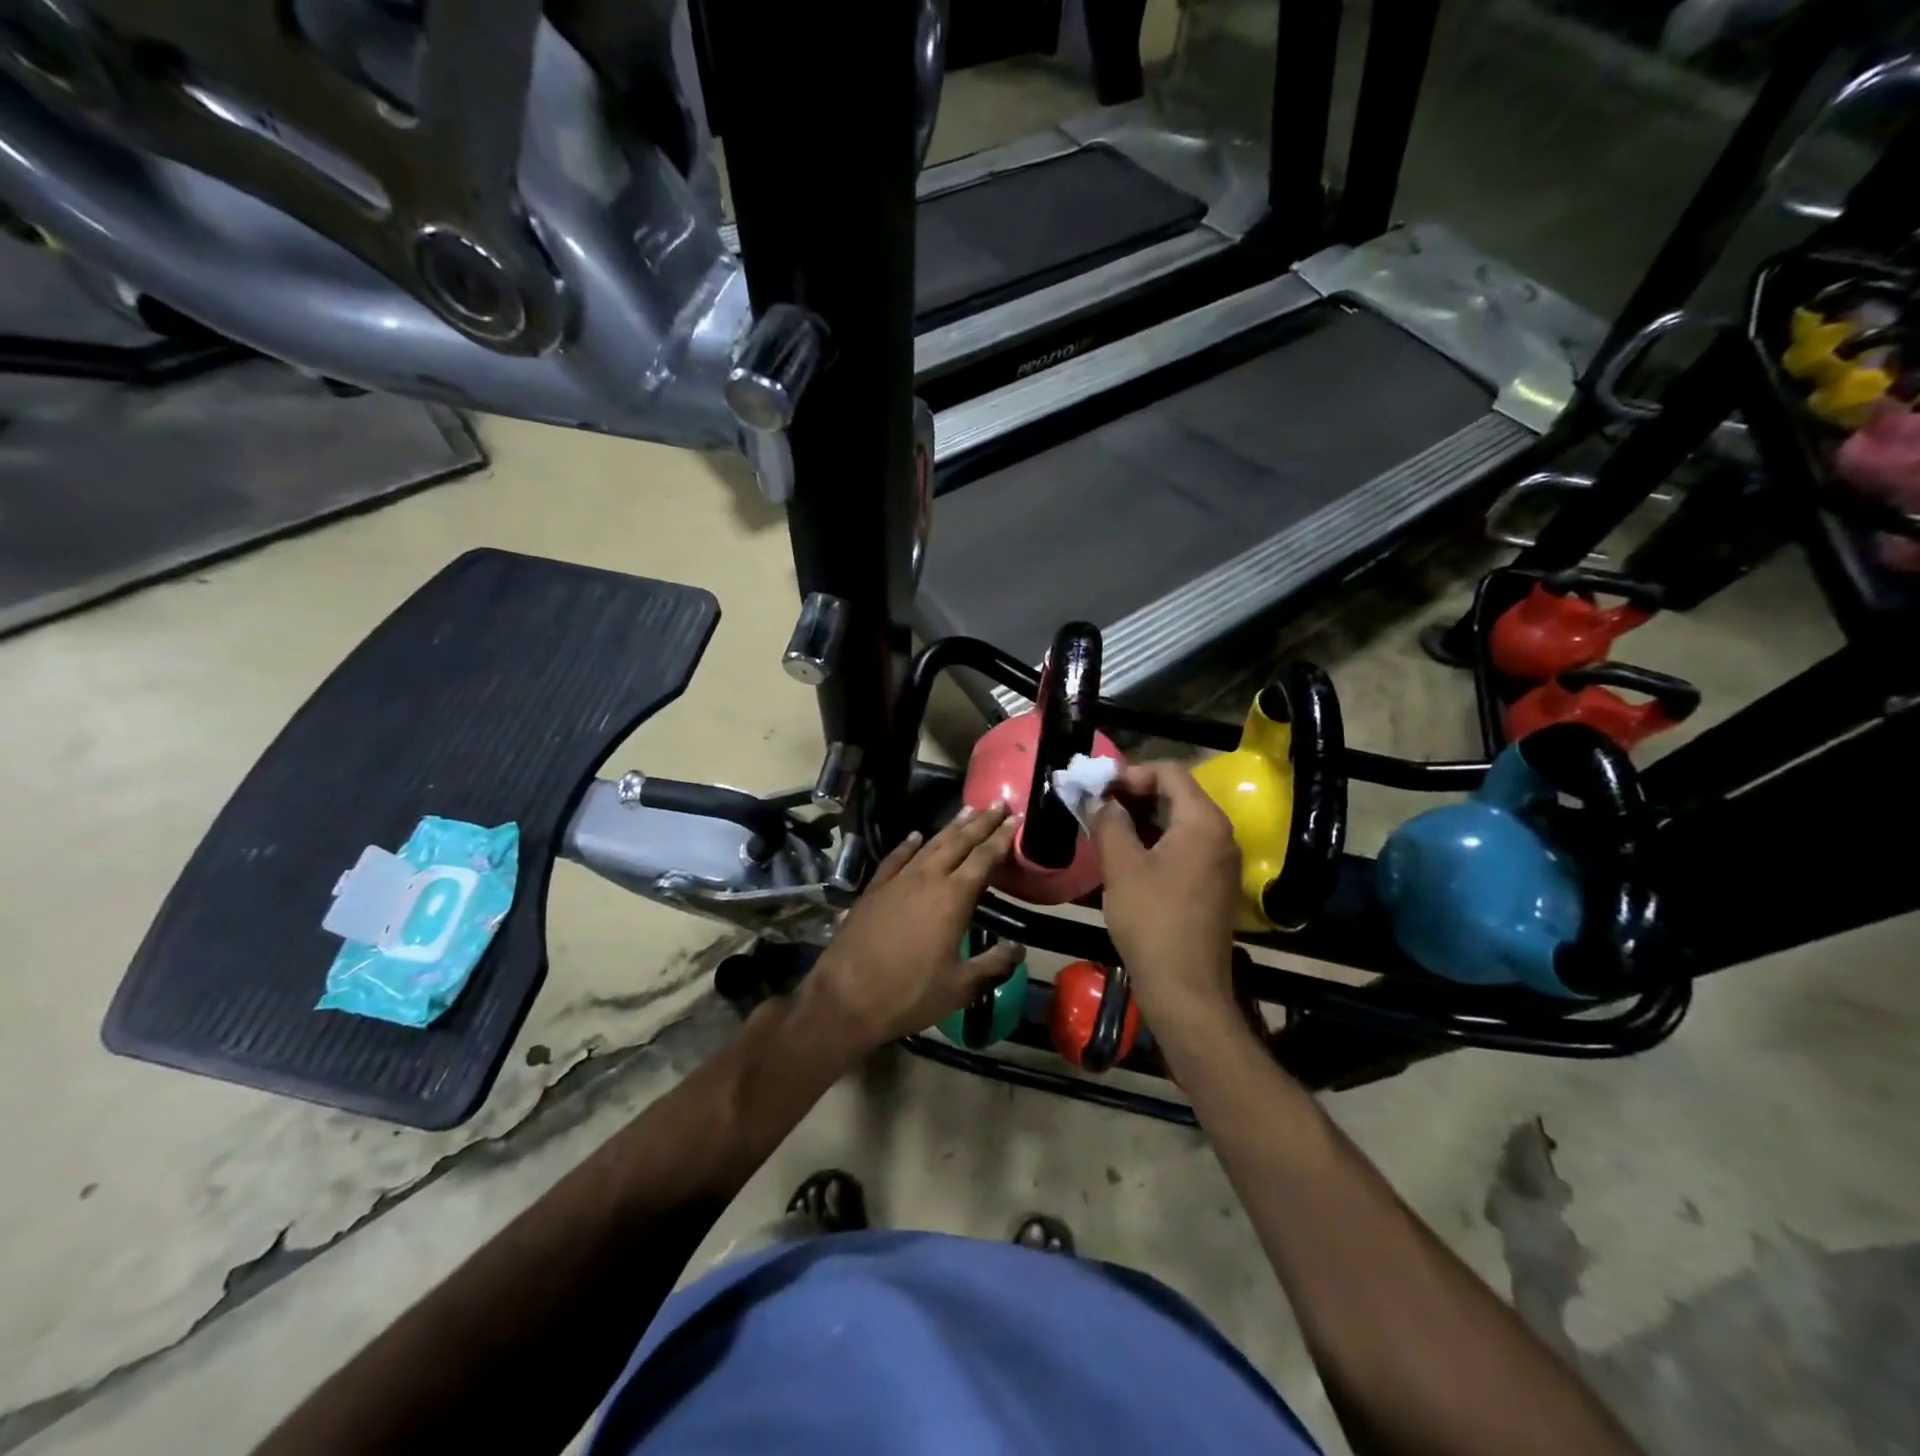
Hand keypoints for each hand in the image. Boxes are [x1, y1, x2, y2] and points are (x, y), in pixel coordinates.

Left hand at [800, 804, 1023, 1057]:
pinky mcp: (873, 890)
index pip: (984, 859)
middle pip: (959, 842)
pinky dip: (908, 845)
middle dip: (981, 822)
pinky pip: (895, 858)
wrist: (846, 997)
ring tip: (967, 810)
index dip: (1002, 838)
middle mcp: (927, 879)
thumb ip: (993, 966)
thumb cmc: (909, 993)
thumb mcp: (960, 988)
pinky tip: (915, 835)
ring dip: (951, 827)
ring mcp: (897, 881)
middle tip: (998, 803)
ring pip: (929, 845)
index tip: (1015, 819)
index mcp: (953, 898)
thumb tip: (1018, 949)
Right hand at [1093, 763, 1241, 1027]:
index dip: (1130, 773)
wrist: (1186, 988)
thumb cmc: (1151, 920)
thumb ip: (1109, 821)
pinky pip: (1185, 846)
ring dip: (1142, 819)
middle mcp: (1221, 834)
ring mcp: (1221, 861)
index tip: (1097, 789)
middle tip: (1095, 806)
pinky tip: (1125, 856)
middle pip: (1177, 794)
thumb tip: (1098, 798)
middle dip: (1133, 795)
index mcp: (1203, 821)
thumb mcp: (1121, 866)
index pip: (1169, 772)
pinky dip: (1155, 842)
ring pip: (1179, 822)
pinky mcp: (1214, 884)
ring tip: (1104, 829)